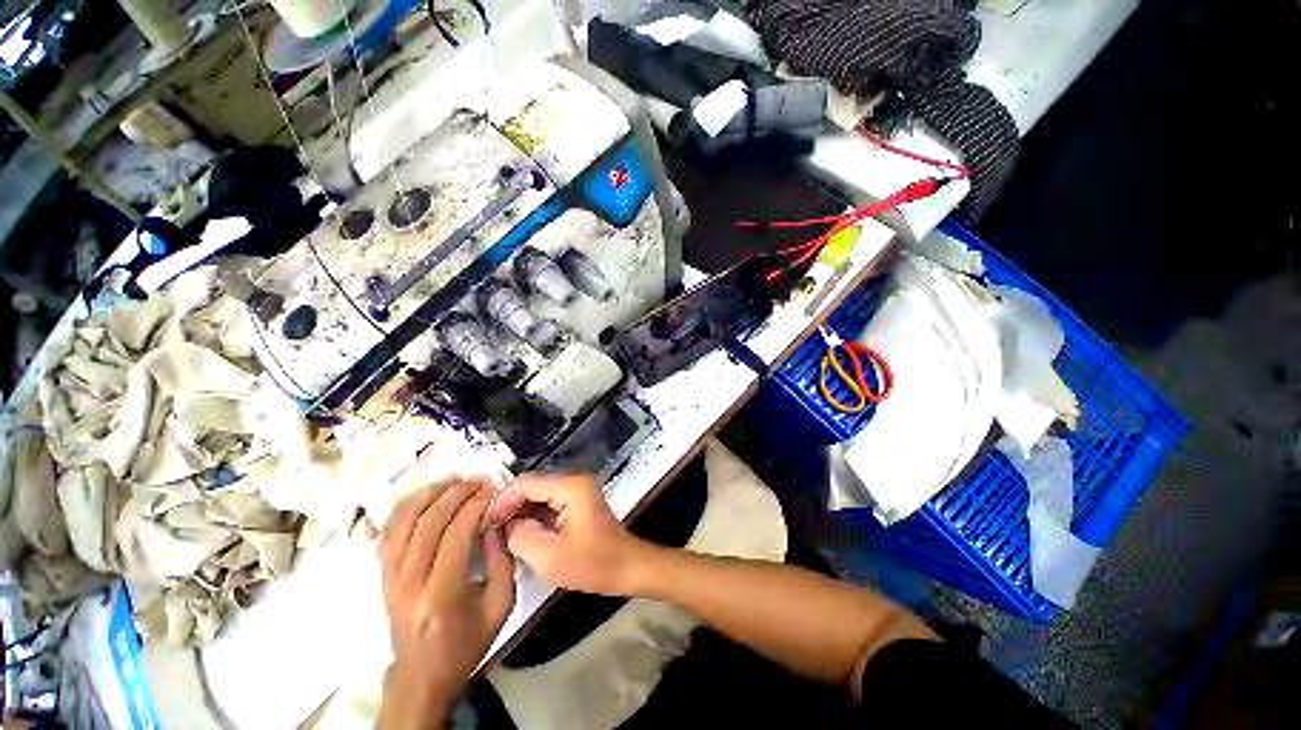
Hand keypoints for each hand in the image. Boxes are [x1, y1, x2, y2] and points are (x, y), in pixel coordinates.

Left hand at [377, 480, 514, 729]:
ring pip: (400, 523)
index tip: (491, 489)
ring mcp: (389, 579)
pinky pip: (387, 533)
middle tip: (476, 480)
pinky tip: (423, 496)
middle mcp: (408, 583)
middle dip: (454, 494)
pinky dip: (404, 509)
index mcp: (440, 595)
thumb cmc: (466, 642)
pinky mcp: (382, 576)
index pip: (455, 535)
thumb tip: (493, 521)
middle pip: (426, 523)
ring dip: (426, 495)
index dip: (474, 505)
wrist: (422, 674)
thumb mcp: (500, 604)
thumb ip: (501, 559)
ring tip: (451, 481)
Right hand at [486, 474, 648, 595]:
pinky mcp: (577, 501)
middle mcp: (573, 481)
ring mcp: (576, 490)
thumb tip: (503, 525)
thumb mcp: (550, 557)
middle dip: (509, 507)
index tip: (485, 526)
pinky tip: (521, 535)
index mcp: (570, 487)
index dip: (501, 502)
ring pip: (538, 494)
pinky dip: (533, 516)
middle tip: (490, 533)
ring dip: (520, 512)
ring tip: (501, 536)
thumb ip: (520, 536)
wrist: (626, 567)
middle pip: (531, 486)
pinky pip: (548, 502)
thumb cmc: (593, 564)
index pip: (525, 483)